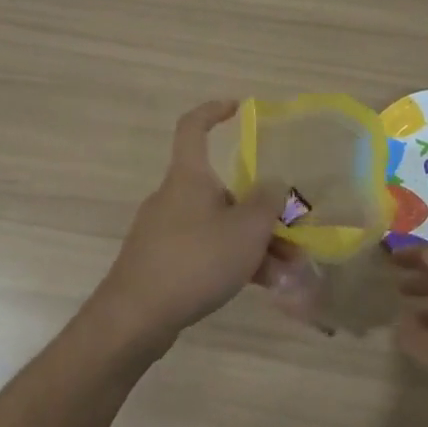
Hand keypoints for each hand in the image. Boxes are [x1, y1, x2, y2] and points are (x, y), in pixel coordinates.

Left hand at [90, 101, 284, 352]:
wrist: (135, 318)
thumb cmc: (195, 260)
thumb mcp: (246, 229)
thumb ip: (268, 202)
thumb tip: (274, 184)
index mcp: (189, 176)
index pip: (193, 126)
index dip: (214, 111)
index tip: (238, 108)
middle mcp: (175, 196)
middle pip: (222, 188)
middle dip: (259, 208)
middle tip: (292, 229)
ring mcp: (165, 230)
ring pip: (219, 225)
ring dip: (254, 241)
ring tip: (287, 269)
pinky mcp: (162, 262)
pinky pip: (206, 250)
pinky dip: (234, 261)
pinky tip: (262, 285)